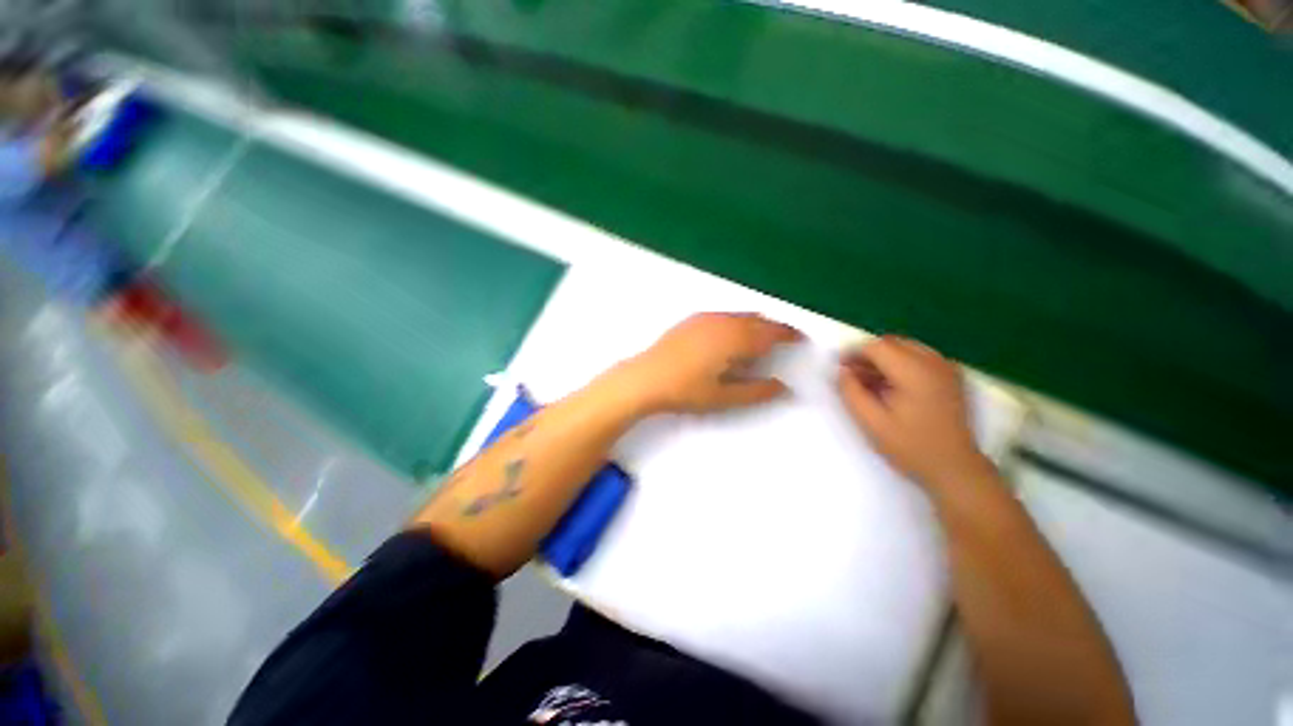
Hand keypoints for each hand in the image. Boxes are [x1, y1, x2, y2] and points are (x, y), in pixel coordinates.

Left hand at [618, 312, 802, 413]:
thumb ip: (756, 392)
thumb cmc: (685, 390)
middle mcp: (723, 322)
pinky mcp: (692, 320)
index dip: (788, 334)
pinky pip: (724, 315)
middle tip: (782, 341)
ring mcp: (706, 318)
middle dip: (773, 328)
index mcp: (734, 339)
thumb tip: (784, 388)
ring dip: (755, 324)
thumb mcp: (724, 397)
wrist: (645, 377)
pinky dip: (736, 322)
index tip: (800, 339)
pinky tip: (730, 337)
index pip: (770, 332)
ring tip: (758, 341)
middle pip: (757, 320)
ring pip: (740, 315)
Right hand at [836, 335, 987, 487]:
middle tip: (852, 375)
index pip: (877, 346)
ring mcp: (946, 368)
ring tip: (870, 382)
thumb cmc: (911, 447)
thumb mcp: (871, 422)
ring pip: (905, 347)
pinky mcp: (951, 376)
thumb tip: (842, 371)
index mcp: (914, 372)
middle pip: (891, 342)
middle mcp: (933, 362)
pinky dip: (900, 363)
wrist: (956, 469)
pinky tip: (892, 386)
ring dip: (883, 358)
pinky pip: (919, 357)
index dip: (853, 353)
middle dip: (868, 354)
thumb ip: (851, 392)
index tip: (840, 369)